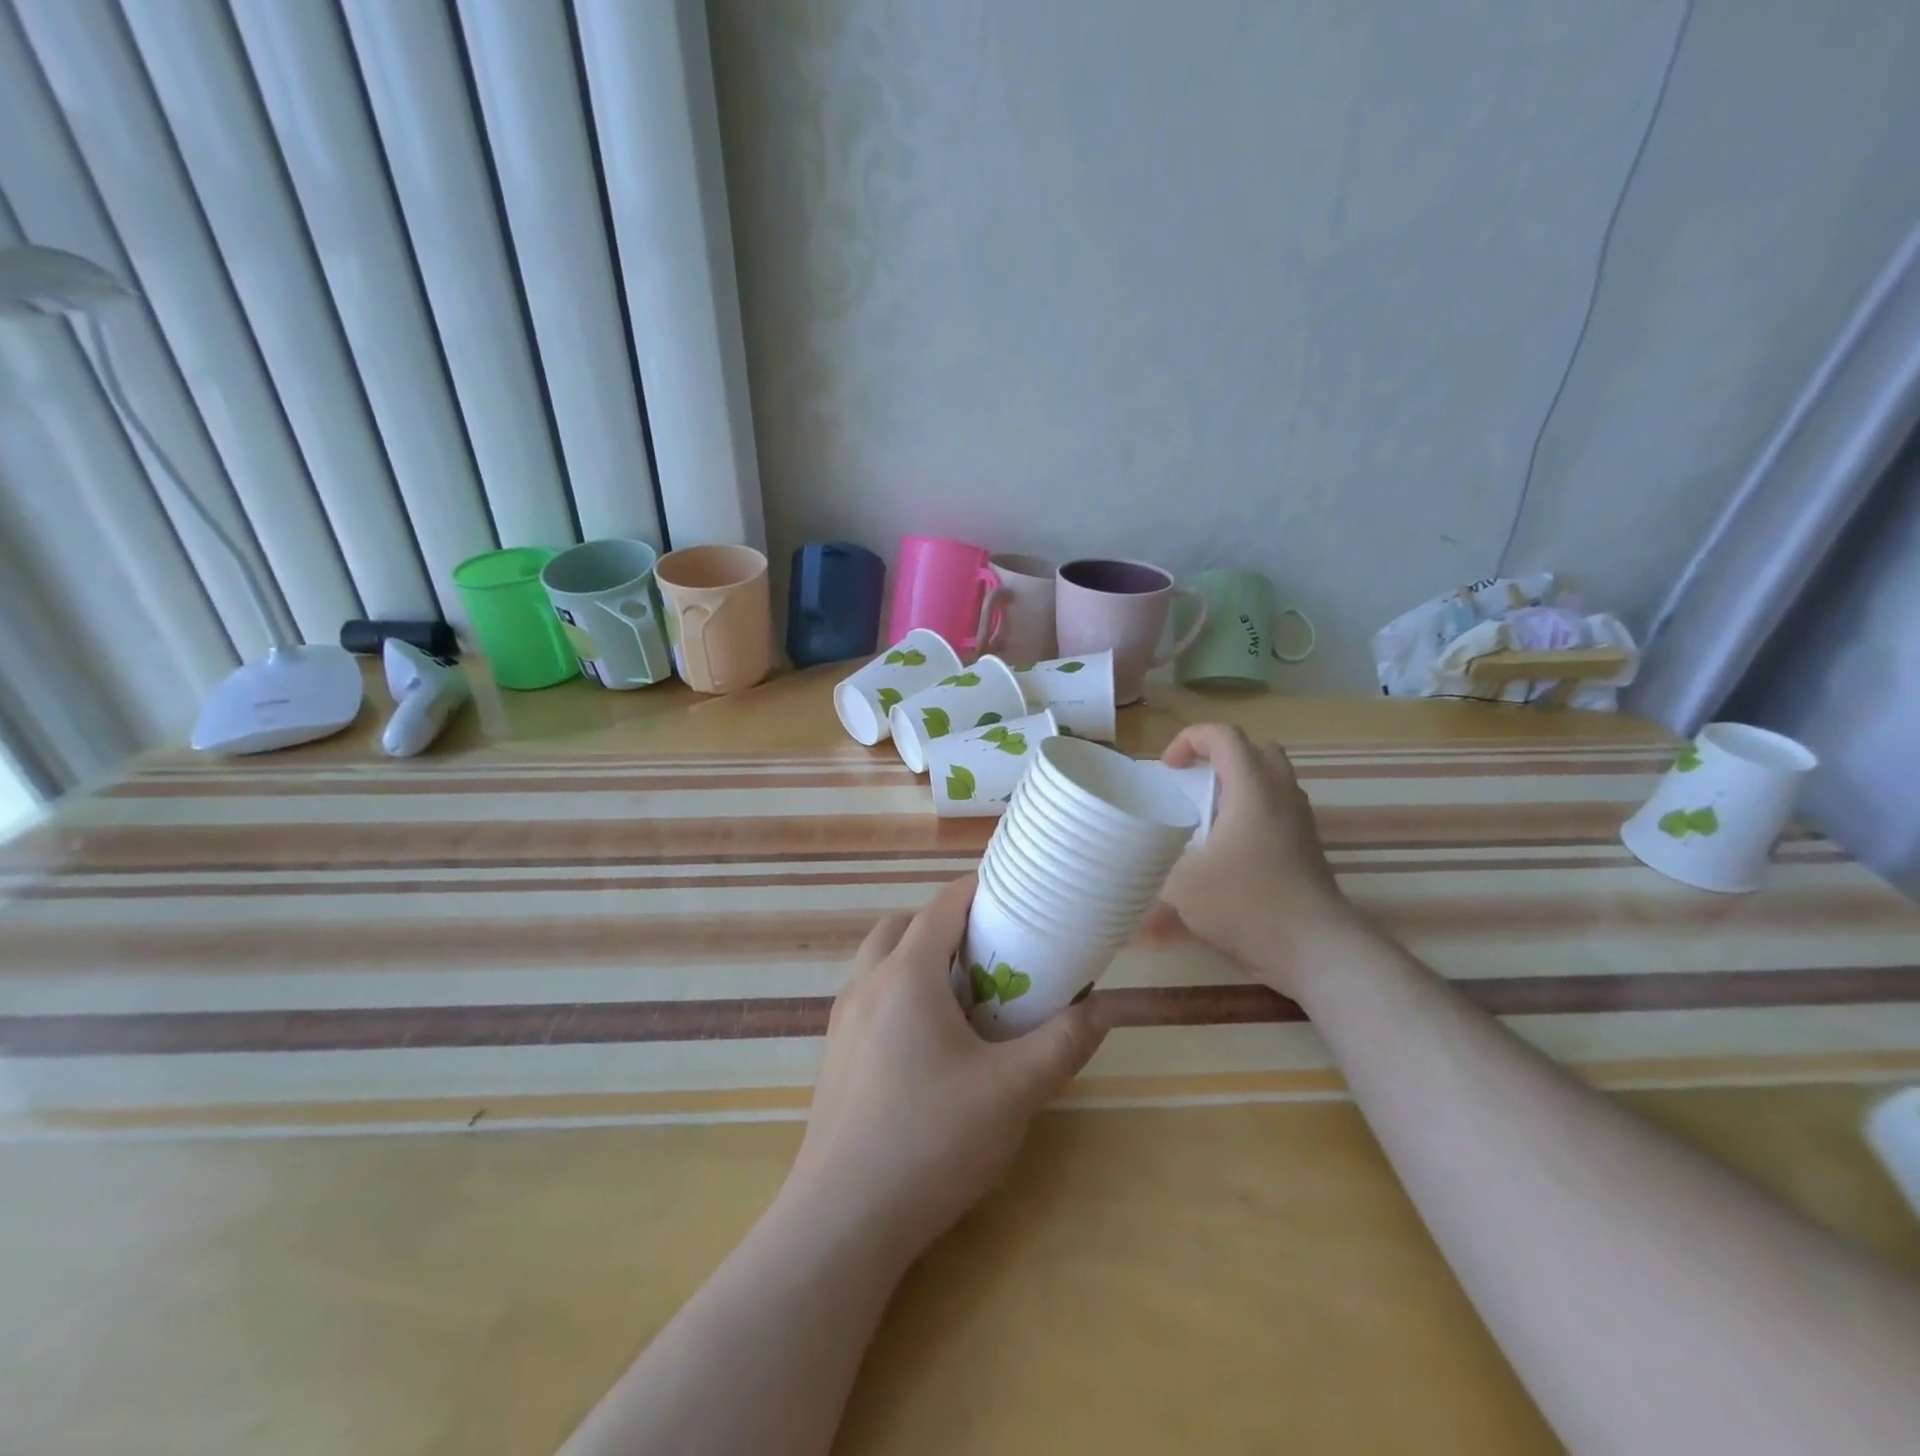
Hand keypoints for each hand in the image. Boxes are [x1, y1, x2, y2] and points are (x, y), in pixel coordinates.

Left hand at [784, 874, 1107, 1261]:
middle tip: (988, 951)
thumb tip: (1104, 1009)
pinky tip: (927, 1042)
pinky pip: (868, 997)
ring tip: (960, 995)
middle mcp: (867, 983)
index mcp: (907, 974)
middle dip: (944, 924)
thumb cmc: (931, 1140)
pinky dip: (897, 992)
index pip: (942, 907)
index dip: (977, 892)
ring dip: (916, 957)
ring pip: (879, 961)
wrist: (842, 1220)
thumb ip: (1062, 1044)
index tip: (1012, 895)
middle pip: (903, 926)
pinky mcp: (834, 1055)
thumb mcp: (1012, 1092)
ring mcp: (843, 1020)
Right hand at [1157, 723, 1360, 996]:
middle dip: (1218, 755)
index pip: (1224, 736)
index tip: (1168, 768)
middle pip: (1255, 749)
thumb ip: (1153, 865)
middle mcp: (1281, 795)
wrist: (1316, 949)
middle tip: (1191, 780)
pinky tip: (1227, 847)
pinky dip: (1250, 811)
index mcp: (1252, 789)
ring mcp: (1300, 821)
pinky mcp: (1306, 847)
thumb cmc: (1248, 905)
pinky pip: (1277, 809)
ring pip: (1271, 780)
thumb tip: (1130, 859)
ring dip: (1236, 784)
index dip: (1190, 739)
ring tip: (1205, 813)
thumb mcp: (1183, 886)